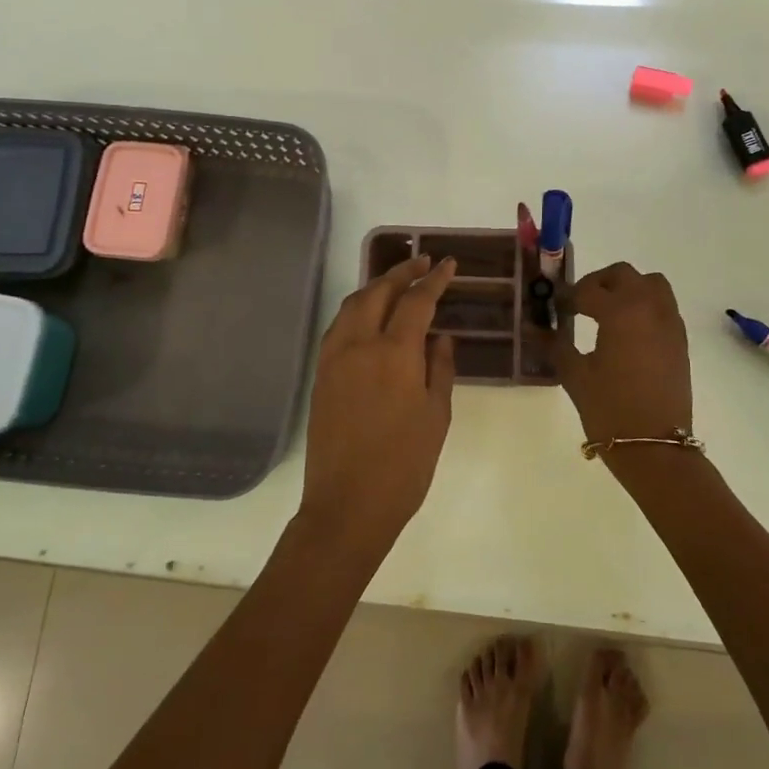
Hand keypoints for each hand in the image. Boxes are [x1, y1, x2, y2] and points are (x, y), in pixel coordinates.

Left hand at [299, 254, 457, 549]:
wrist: (347, 506)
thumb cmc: (404, 465)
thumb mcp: (436, 416)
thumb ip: (440, 368)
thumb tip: (440, 337)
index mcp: (394, 354)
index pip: (416, 301)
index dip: (434, 279)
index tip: (448, 264)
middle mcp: (359, 345)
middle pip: (378, 292)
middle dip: (401, 272)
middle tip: (422, 263)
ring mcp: (334, 358)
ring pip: (352, 305)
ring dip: (376, 286)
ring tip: (397, 282)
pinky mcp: (320, 375)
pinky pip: (338, 327)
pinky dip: (356, 309)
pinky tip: (369, 316)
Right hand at [557, 262, 693, 447]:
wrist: (655, 446)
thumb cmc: (610, 409)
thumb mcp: (575, 376)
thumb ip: (557, 345)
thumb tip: (539, 328)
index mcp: (620, 311)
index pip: (588, 290)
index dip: (568, 297)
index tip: (556, 309)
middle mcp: (649, 308)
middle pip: (624, 274)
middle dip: (599, 283)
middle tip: (581, 303)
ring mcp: (669, 323)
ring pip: (651, 284)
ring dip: (628, 289)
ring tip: (608, 312)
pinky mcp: (680, 340)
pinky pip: (663, 306)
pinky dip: (645, 306)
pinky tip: (628, 332)